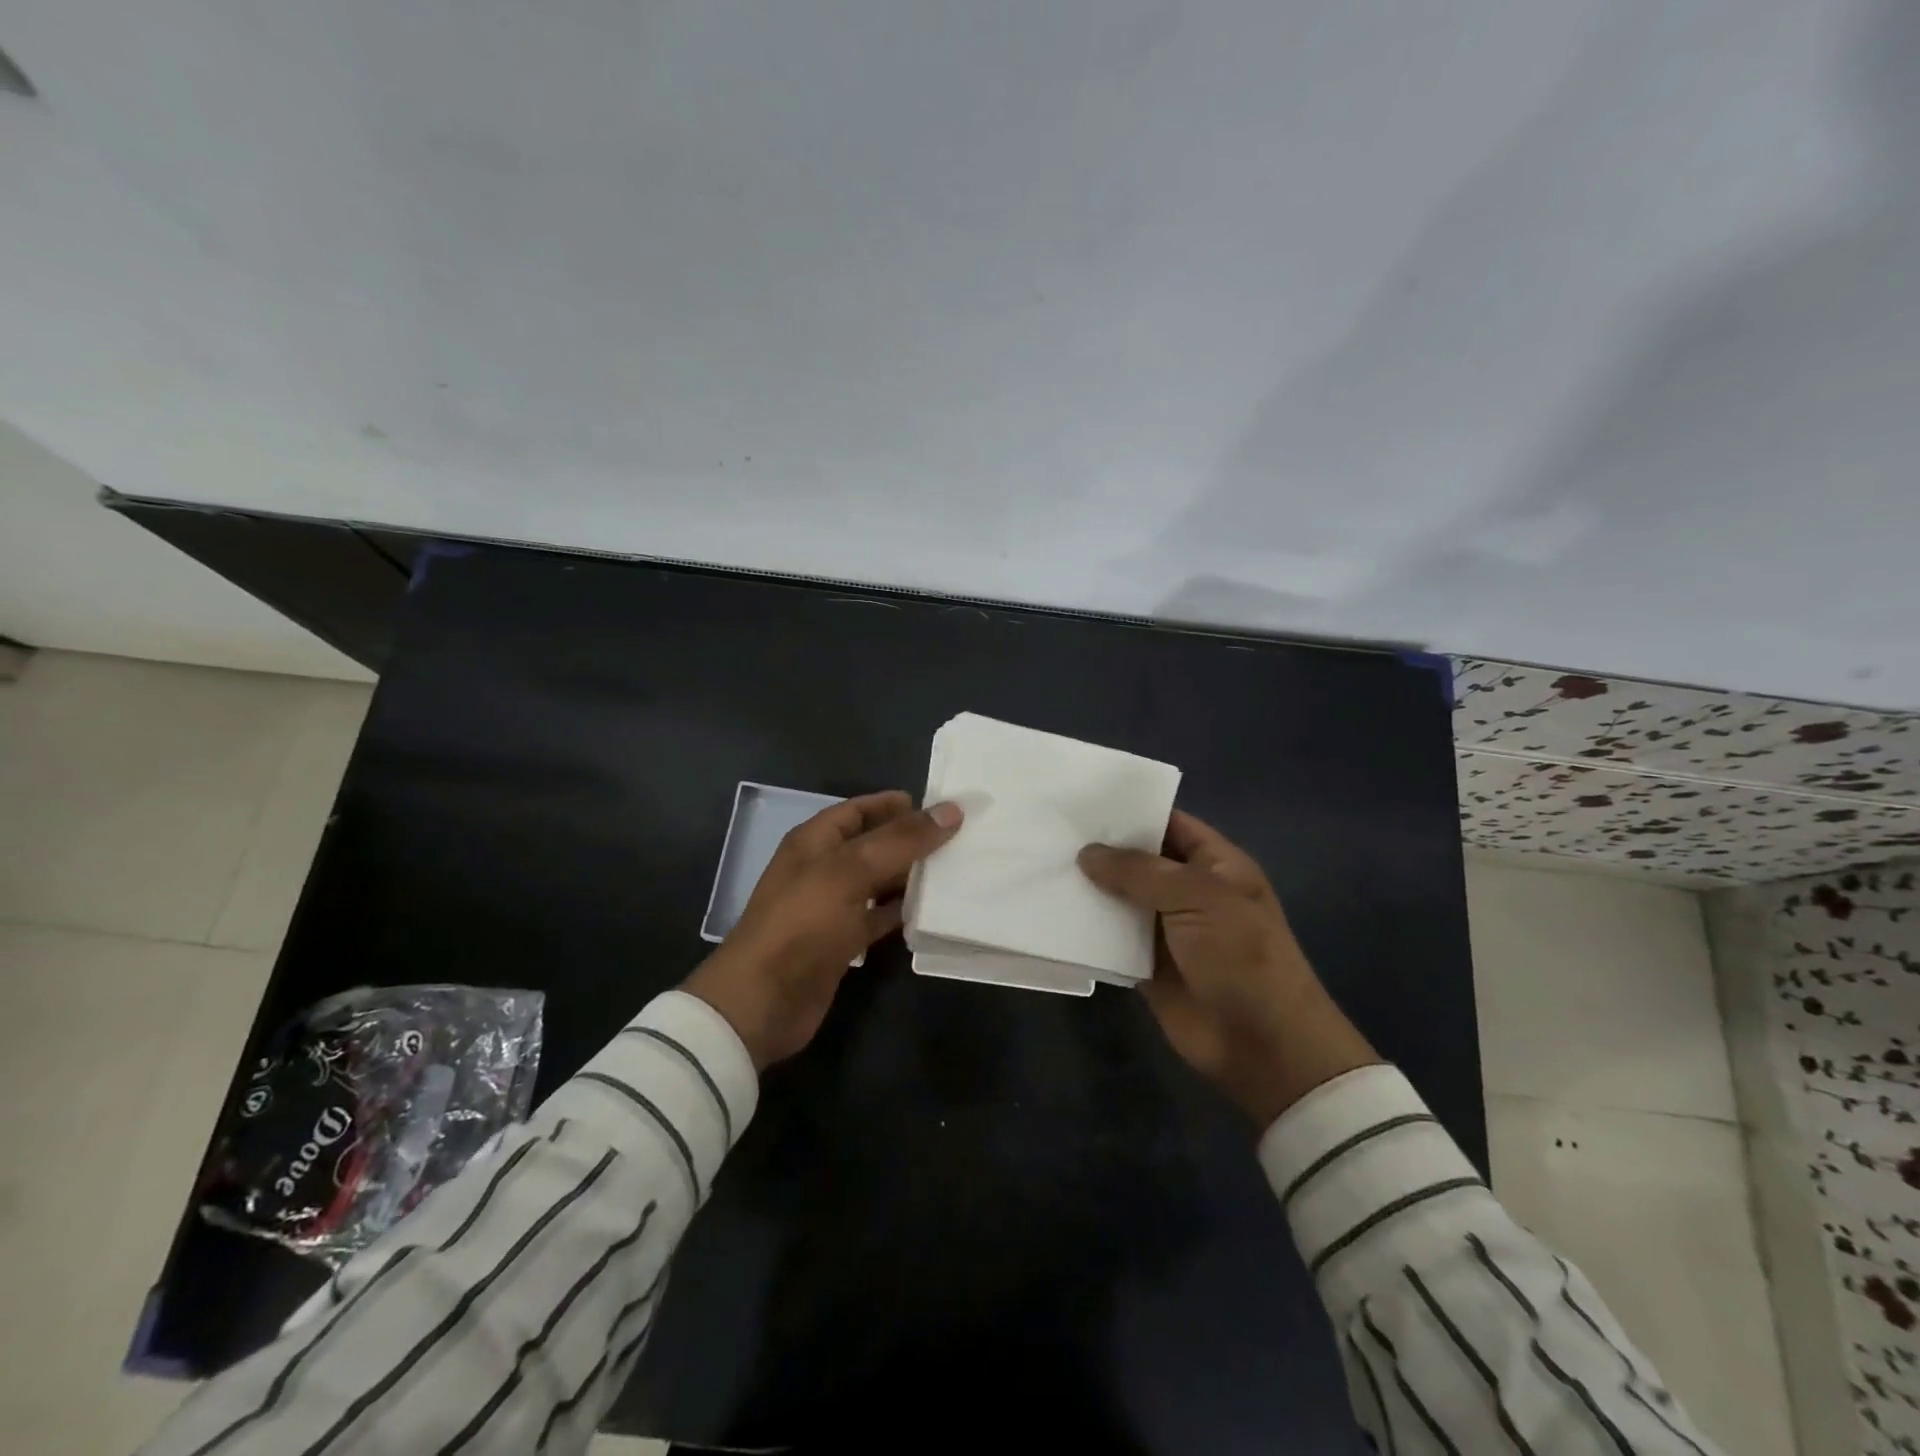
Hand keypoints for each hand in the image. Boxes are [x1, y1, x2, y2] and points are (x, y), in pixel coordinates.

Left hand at [684, 791, 962, 1069]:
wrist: (764, 1000)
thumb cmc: (803, 923)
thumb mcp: (851, 871)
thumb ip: (902, 840)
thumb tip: (951, 809)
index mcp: (816, 841)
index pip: (859, 809)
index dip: (895, 805)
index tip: (940, 807)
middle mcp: (823, 868)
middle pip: (873, 844)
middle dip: (911, 839)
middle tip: (959, 837)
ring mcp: (832, 907)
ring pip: (880, 881)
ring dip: (912, 875)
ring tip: (956, 869)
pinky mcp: (843, 942)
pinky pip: (880, 917)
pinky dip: (904, 912)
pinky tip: (934, 910)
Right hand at [1078, 811, 1377, 1127]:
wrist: (1261, 1042)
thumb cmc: (1240, 954)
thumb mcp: (1197, 897)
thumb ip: (1140, 871)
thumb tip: (1087, 854)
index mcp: (1214, 865)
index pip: (1169, 824)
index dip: (1132, 812)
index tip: (1083, 802)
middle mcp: (1188, 891)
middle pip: (1138, 861)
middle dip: (1101, 849)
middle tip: (1049, 830)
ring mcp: (1165, 929)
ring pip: (1119, 899)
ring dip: (1088, 889)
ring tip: (1040, 863)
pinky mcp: (1144, 965)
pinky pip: (1110, 939)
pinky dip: (1086, 929)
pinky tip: (1050, 911)